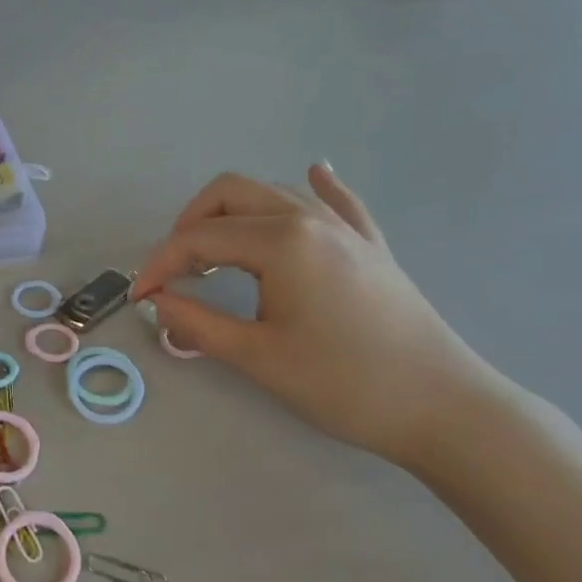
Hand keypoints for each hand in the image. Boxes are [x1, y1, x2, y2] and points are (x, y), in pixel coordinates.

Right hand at [131, 167, 490, 466]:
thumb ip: (196, 323)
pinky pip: (337, 202)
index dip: (160, 265)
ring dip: (233, 214)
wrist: (441, 406)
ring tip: (214, 256)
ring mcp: (345, 228)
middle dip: (189, 226)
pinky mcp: (370, 246)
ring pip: (274, 193)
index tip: (140, 299)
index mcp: (281, 241)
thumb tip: (157, 301)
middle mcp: (309, 218)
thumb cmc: (342, 383)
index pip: (199, 238)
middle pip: (230, 194)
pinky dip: (315, 187)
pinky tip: (314, 174)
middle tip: (174, 272)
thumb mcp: (257, 357)